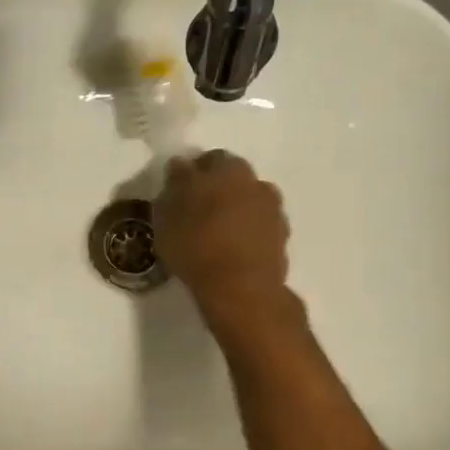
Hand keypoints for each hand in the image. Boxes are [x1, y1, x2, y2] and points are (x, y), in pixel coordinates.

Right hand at [153, 150, 292, 334]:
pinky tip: (233, 251)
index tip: (181, 193)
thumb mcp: (166, 214)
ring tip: (216, 235)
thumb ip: (174, 185)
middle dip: (217, 191)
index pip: (208, 161)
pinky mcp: (282, 238)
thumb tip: (180, 168)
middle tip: (197, 213)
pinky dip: (248, 234)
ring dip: (236, 212)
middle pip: (233, 180)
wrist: (240, 288)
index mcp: (227, 168)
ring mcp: (273, 210)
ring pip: (249, 203)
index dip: (193, 175)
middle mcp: (256, 182)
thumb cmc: (196, 245)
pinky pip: (259, 228)